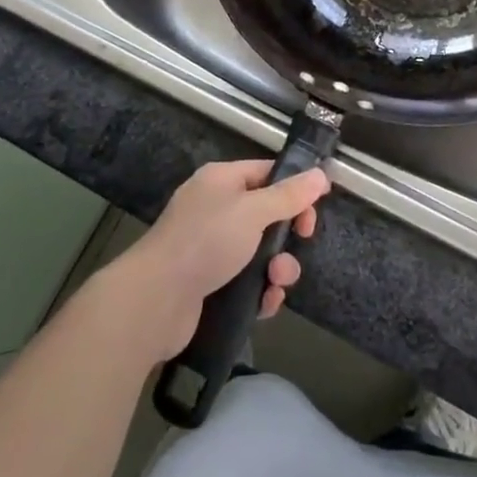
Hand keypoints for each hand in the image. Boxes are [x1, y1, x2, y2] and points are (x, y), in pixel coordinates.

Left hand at [101, 160, 330, 363]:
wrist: (155, 300)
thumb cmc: (206, 242)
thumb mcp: (253, 212)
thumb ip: (289, 195)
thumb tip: (320, 174)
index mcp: (221, 180)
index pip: (267, 173)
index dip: (295, 186)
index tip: (318, 206)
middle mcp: (216, 209)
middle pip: (267, 214)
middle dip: (288, 234)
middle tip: (301, 243)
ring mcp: (211, 247)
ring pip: (260, 252)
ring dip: (278, 267)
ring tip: (277, 281)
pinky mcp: (209, 283)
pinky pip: (247, 281)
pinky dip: (260, 291)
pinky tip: (265, 303)